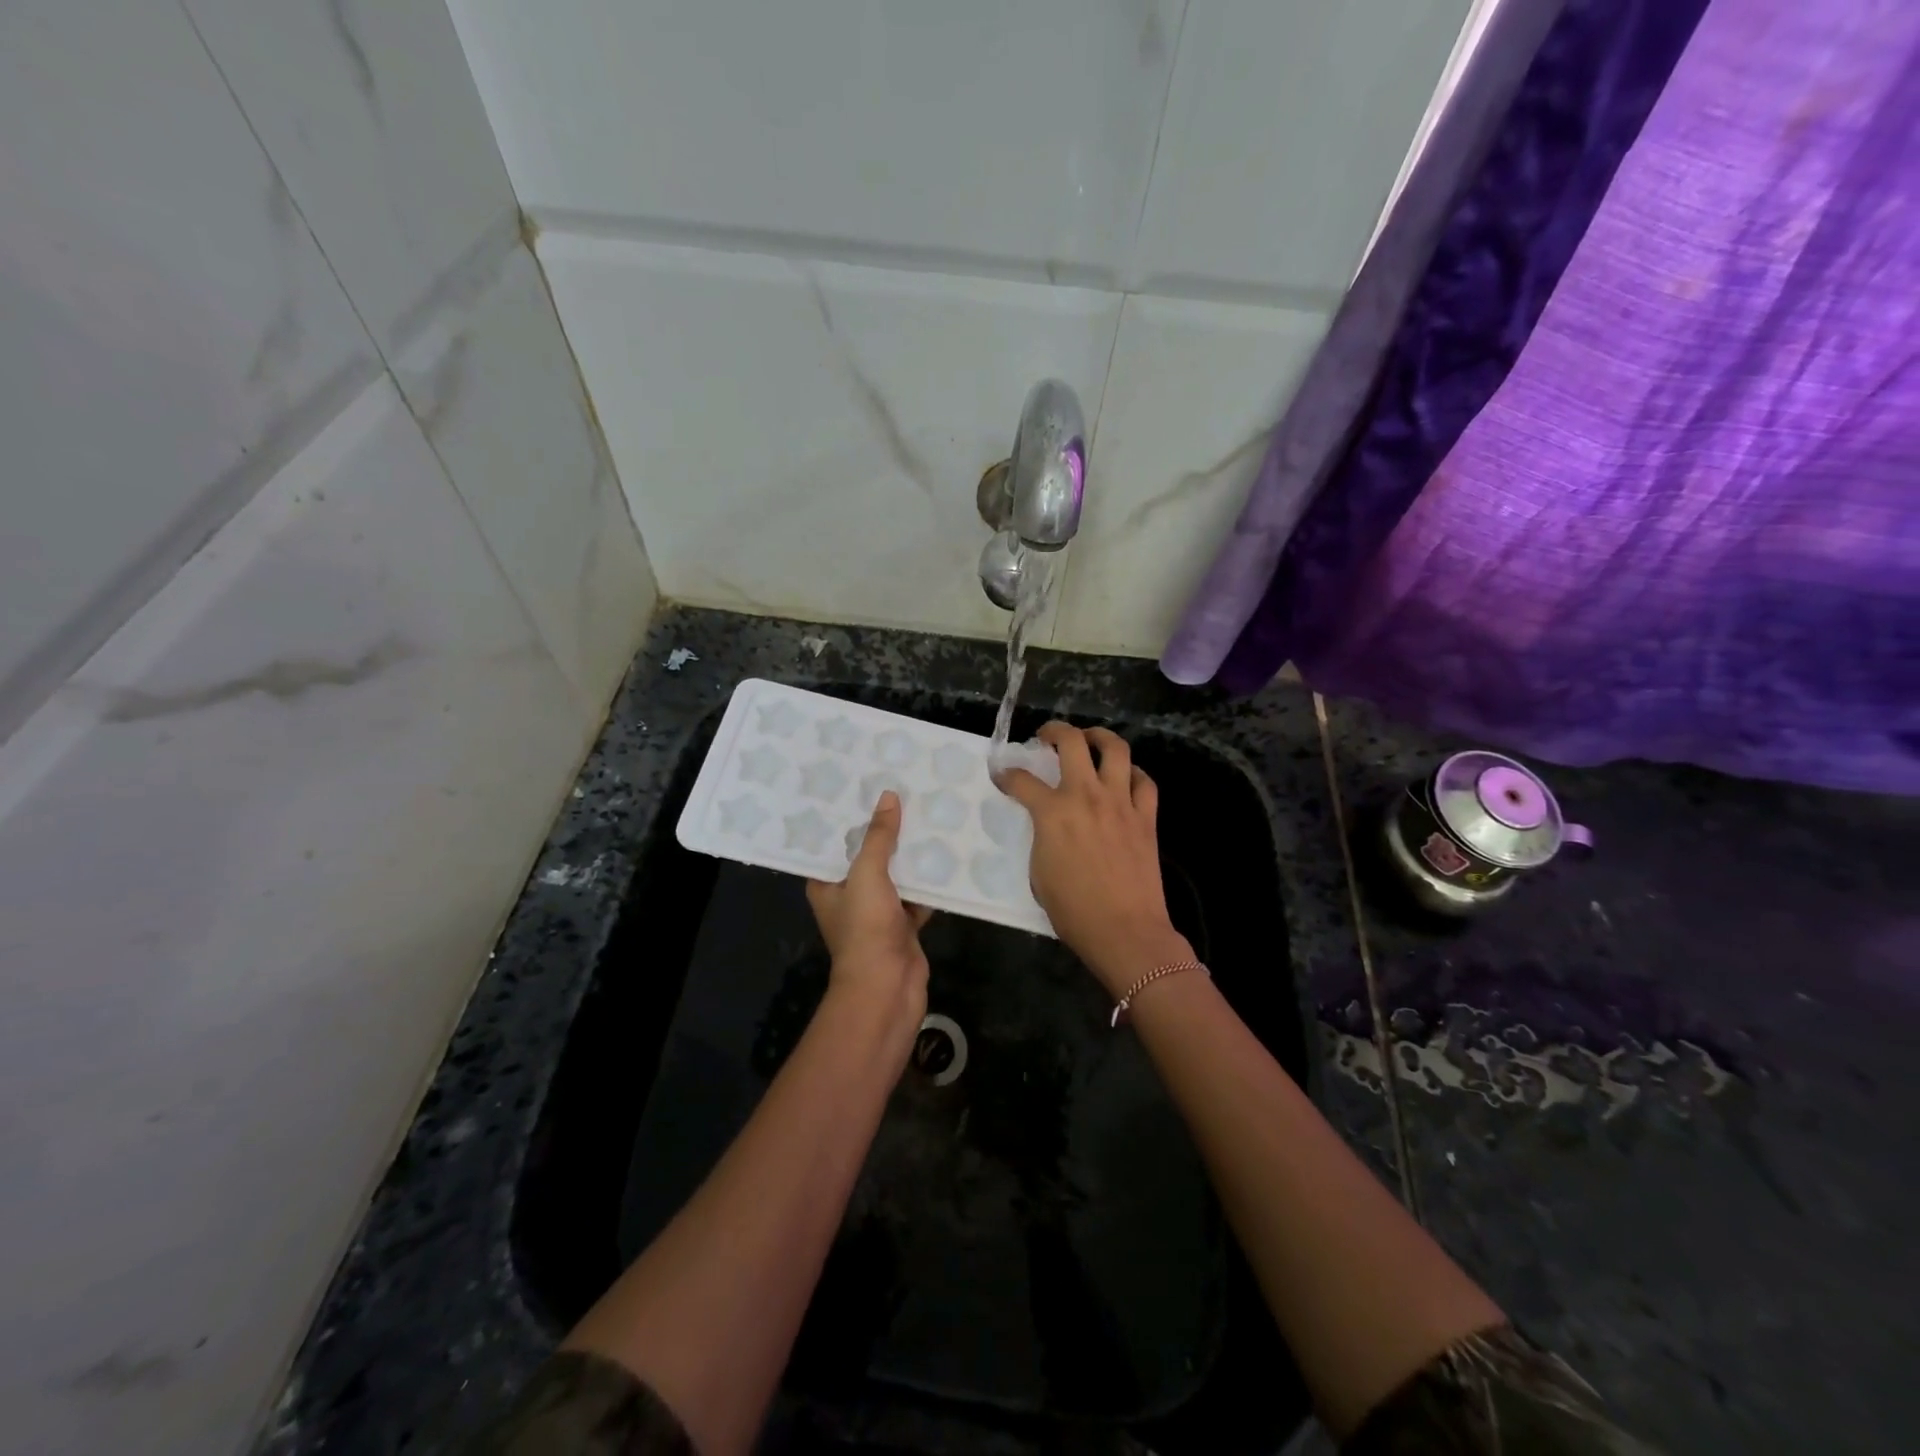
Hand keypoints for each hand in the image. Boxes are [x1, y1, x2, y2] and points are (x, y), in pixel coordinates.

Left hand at [806, 791, 930, 1032]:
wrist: (888, 987)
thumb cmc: (866, 928)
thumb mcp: (867, 874)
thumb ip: (878, 837)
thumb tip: (888, 797)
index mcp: (827, 884)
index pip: (835, 843)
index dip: (850, 819)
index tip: (867, 789)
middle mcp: (849, 896)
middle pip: (869, 857)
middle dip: (887, 833)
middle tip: (906, 796)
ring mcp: (877, 912)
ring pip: (896, 875)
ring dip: (911, 856)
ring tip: (929, 818)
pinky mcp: (903, 925)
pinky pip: (917, 895)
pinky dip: (929, 882)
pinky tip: (946, 856)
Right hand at [997, 723, 1193, 998]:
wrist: (1124, 931)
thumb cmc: (1073, 910)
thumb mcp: (1038, 872)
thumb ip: (1040, 837)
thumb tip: (1046, 824)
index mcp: (1053, 813)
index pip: (1022, 780)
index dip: (1007, 775)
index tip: (1003, 776)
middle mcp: (1086, 796)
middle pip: (1072, 742)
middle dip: (1055, 730)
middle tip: (1047, 736)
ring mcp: (1120, 802)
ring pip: (1115, 749)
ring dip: (1099, 736)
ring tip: (1090, 739)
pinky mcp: (1146, 816)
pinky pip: (1143, 781)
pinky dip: (1132, 773)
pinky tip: (1124, 777)